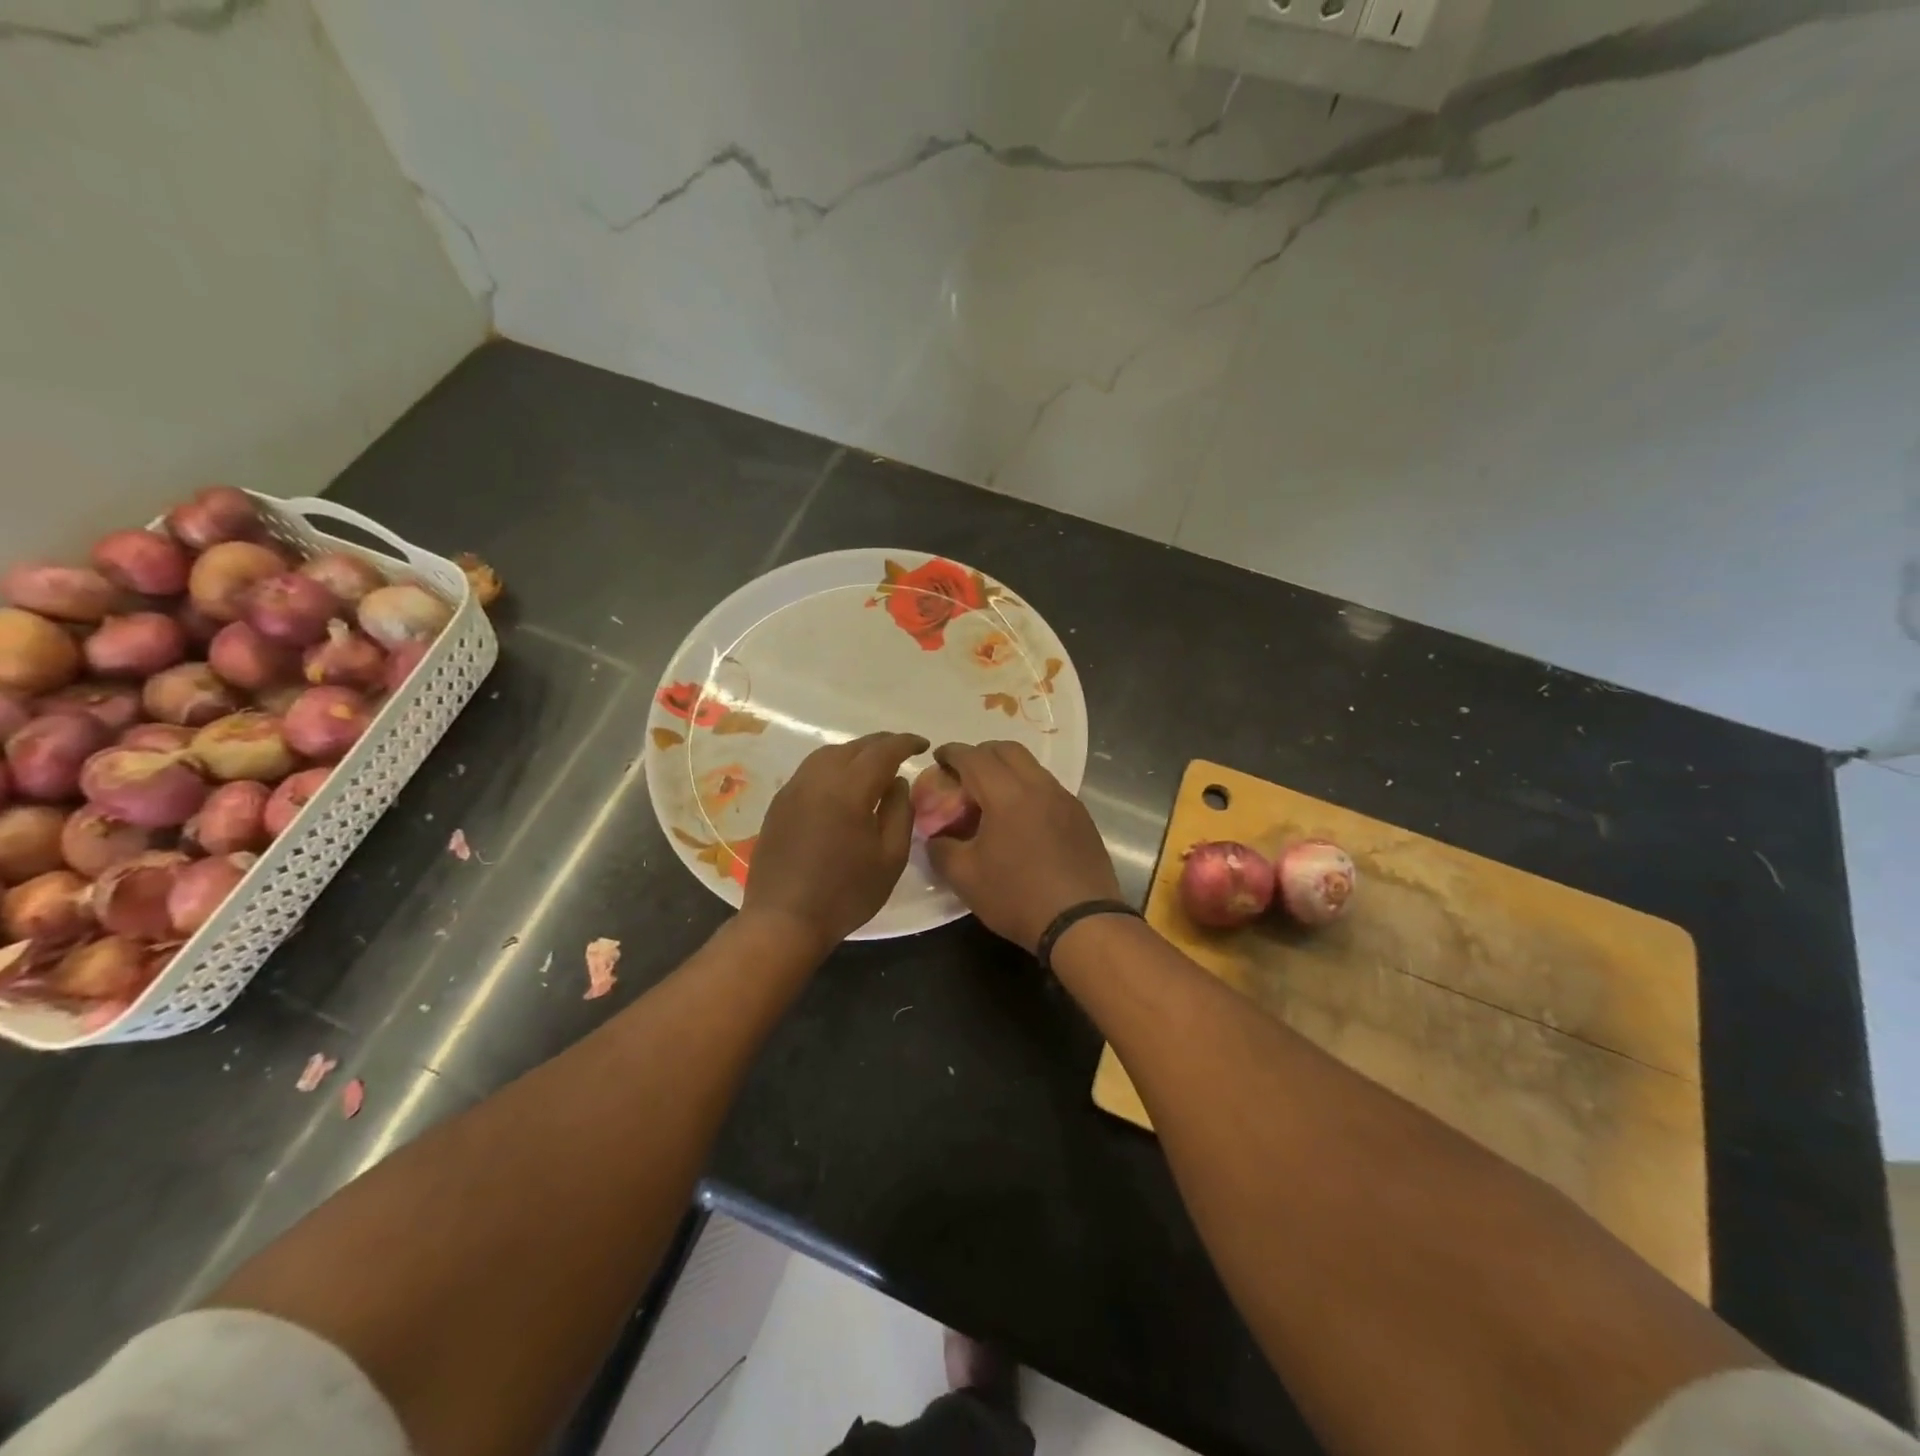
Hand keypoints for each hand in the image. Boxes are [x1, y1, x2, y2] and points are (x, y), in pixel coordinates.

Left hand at [741, 731, 927, 958]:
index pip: (882, 750)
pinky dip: (833, 766)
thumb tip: (897, 782)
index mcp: (849, 789)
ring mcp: (793, 789)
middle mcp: (818, 778)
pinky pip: (811, 770)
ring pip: (828, 754)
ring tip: (874, 765)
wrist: (783, 920)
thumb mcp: (890, 858)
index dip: (906, 743)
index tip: (924, 746)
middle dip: (882, 744)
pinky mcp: (779, 803)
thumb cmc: (845, 893)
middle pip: (854, 747)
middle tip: (903, 752)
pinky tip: (842, 785)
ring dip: (855, 752)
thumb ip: (899, 812)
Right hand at [925, 741, 1120, 953]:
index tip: (938, 758)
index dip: (952, 753)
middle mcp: (1039, 786)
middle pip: (1007, 750)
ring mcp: (1065, 799)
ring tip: (991, 798)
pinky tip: (1021, 820)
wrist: (1082, 922)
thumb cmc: (1018, 897)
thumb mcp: (965, 878)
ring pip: (1031, 767)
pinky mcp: (1081, 816)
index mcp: (1007, 794)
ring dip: (1007, 771)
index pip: (974, 757)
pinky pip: (1048, 788)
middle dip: (981, 754)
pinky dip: (1028, 790)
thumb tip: (936, 838)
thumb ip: (941, 850)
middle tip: (964, 774)